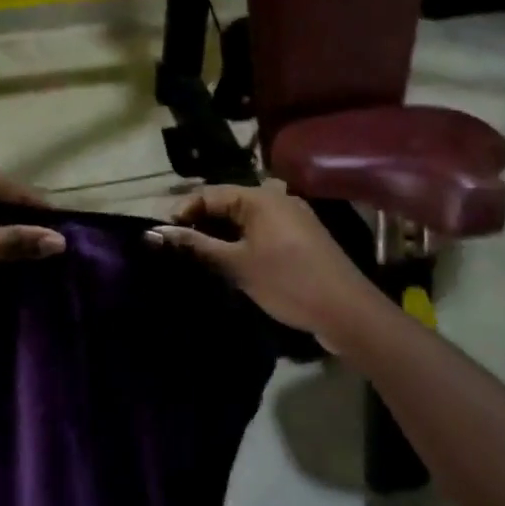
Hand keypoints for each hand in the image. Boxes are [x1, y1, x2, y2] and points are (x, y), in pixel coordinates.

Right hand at [146, 183, 383, 344]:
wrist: (347, 312)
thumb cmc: (288, 282)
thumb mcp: (237, 265)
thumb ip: (197, 246)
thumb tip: (157, 234)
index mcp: (260, 197)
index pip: (208, 193)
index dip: (182, 213)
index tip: (162, 237)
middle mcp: (276, 199)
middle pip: (226, 204)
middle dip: (200, 225)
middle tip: (176, 250)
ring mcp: (291, 218)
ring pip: (243, 220)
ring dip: (219, 236)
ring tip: (196, 259)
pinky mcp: (299, 238)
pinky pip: (260, 232)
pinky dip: (240, 243)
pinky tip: (227, 264)